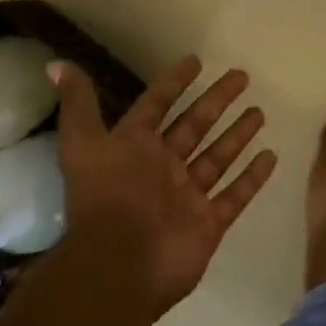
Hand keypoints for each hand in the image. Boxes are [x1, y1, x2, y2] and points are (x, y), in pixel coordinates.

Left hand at [51, 56, 277, 316]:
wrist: (118, 265)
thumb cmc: (105, 197)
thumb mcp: (84, 143)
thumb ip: (78, 104)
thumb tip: (54, 65)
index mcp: (135, 147)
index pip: (157, 105)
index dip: (173, 83)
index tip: (196, 60)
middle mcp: (162, 168)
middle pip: (195, 126)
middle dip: (217, 101)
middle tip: (241, 76)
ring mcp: (187, 196)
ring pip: (217, 157)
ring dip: (237, 135)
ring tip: (259, 112)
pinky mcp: (207, 223)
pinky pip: (234, 195)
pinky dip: (251, 178)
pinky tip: (270, 156)